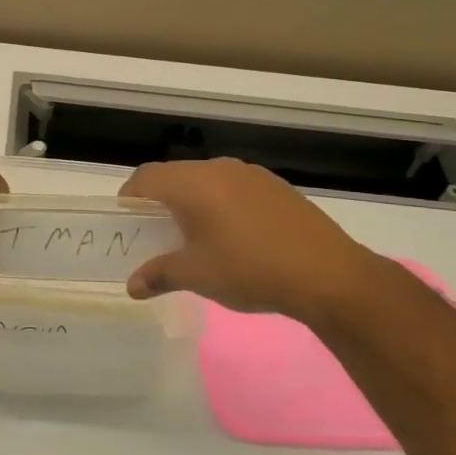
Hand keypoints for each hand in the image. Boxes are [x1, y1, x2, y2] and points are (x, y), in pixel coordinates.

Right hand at [120, 159, 382, 322]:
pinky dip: (221, 205)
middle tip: (157, 235)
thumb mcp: (197, 275)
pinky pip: (234, 188)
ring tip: (196, 238)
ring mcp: (251, 175)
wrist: (328, 274)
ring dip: (193, 202)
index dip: (130, 197)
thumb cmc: (250, 270)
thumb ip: (160, 274)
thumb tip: (132, 285)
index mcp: (193, 183)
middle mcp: (219, 169)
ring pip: (207, 181)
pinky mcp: (276, 187)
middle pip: (176, 175)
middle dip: (161, 202)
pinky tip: (235, 237)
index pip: (146, 177)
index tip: (127, 222)